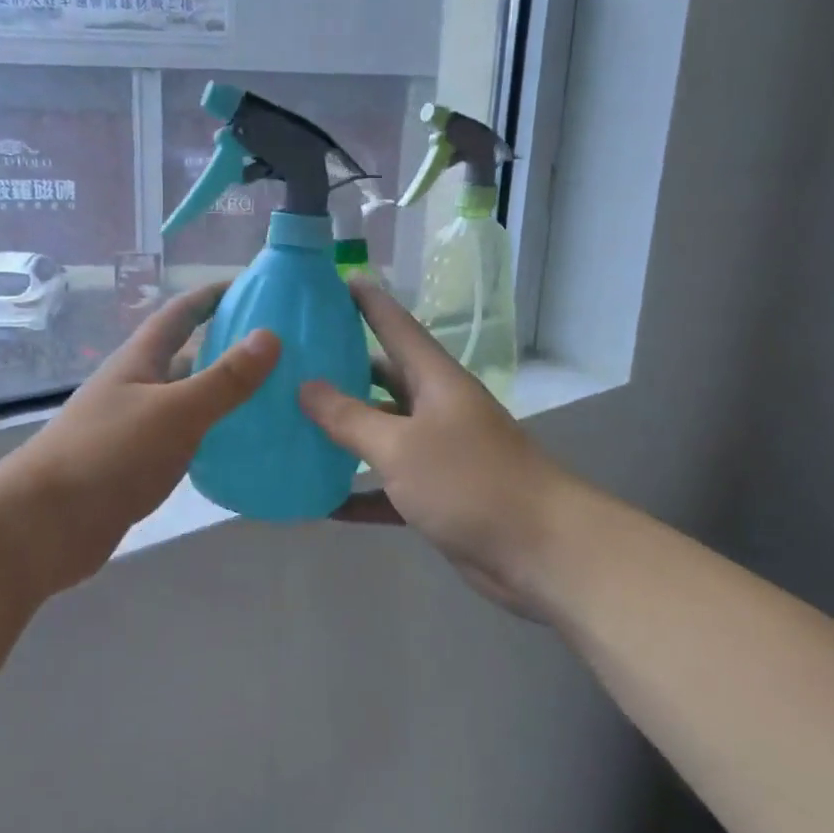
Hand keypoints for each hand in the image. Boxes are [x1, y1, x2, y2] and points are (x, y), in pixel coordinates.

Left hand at [6, 284, 278, 559]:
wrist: (46, 525)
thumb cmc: (108, 455)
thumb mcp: (174, 411)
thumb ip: (223, 378)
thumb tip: (271, 335)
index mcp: (140, 361)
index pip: (179, 313)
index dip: (212, 295)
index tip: (254, 287)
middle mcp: (136, 387)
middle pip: (186, 356)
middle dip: (227, 346)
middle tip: (280, 349)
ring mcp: (135, 427)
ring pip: (187, 401)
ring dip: (222, 394)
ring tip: (274, 395)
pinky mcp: (137, 465)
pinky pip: (184, 439)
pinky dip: (212, 435)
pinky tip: (242, 446)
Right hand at [299, 278, 567, 618]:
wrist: (541, 552)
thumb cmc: (470, 482)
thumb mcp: (401, 446)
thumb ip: (350, 417)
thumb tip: (305, 386)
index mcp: (435, 381)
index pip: (396, 326)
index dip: (367, 302)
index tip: (335, 279)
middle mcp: (436, 409)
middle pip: (383, 378)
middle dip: (342, 368)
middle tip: (294, 360)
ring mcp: (438, 453)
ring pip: (381, 433)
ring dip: (344, 433)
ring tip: (292, 423)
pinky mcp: (436, 496)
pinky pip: (386, 487)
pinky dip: (357, 492)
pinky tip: (319, 500)